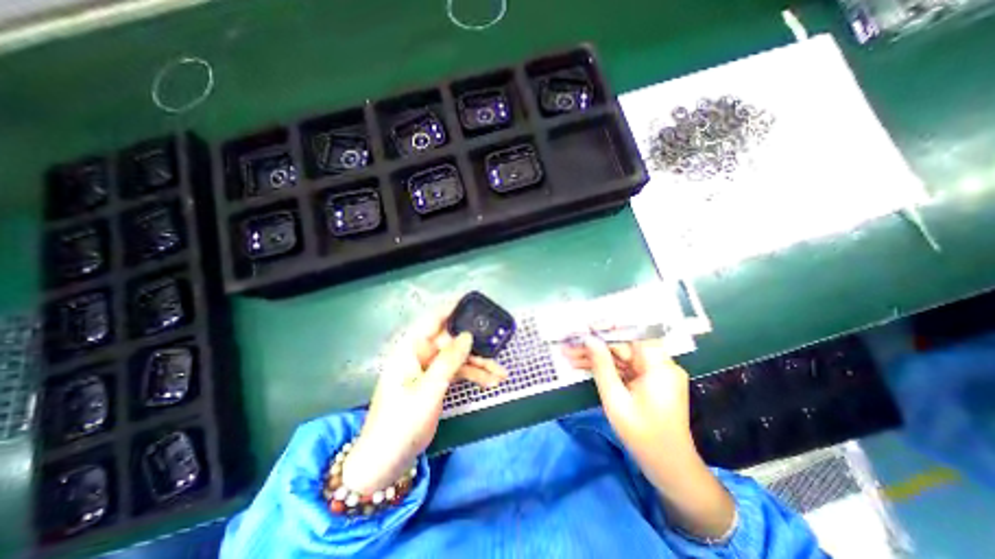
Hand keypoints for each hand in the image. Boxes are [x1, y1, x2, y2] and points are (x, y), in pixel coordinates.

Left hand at [345, 305, 513, 492]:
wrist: (386, 461)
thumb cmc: (401, 423)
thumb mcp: (428, 391)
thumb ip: (448, 361)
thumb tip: (468, 335)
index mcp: (411, 348)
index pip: (434, 319)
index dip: (453, 308)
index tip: (474, 303)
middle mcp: (421, 353)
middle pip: (453, 340)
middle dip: (476, 345)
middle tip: (499, 344)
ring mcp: (430, 368)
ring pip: (459, 358)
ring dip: (480, 364)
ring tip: (502, 373)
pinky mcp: (436, 382)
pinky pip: (458, 372)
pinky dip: (474, 376)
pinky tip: (492, 382)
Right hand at [558, 334, 692, 469]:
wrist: (668, 468)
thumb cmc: (642, 436)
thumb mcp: (615, 399)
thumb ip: (602, 366)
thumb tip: (589, 339)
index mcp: (659, 366)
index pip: (633, 334)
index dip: (608, 328)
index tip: (585, 326)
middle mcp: (660, 364)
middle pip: (624, 346)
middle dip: (596, 346)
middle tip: (569, 345)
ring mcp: (655, 373)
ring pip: (621, 357)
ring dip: (597, 357)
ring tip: (569, 355)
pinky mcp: (649, 382)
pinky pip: (625, 368)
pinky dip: (606, 368)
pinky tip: (583, 366)